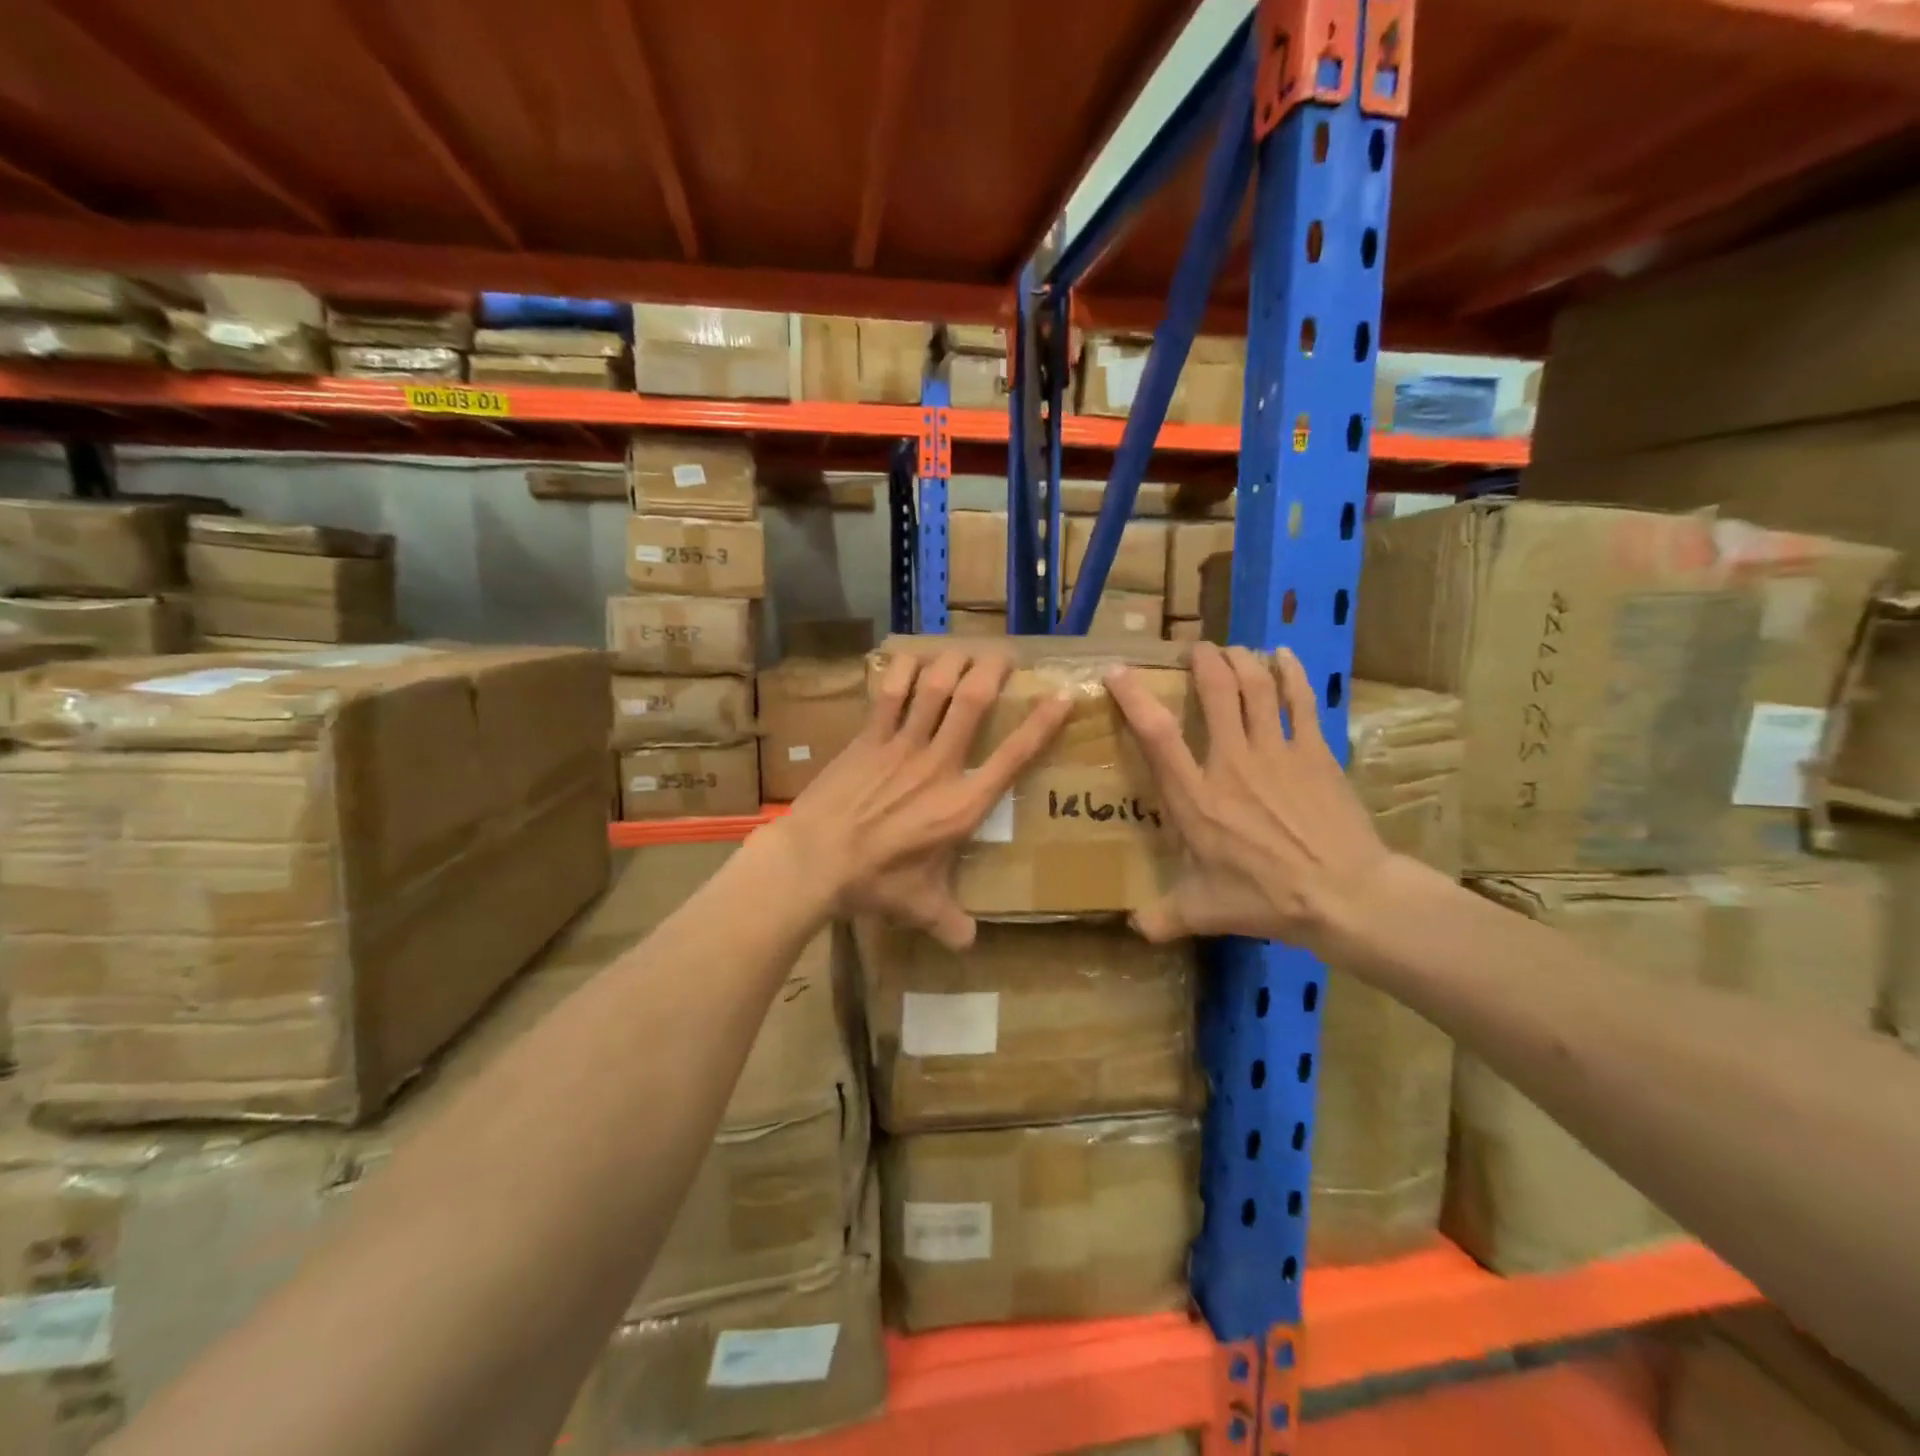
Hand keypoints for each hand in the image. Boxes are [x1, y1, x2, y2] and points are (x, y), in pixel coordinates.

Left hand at [779, 648, 1071, 948]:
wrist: (813, 861)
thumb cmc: (873, 883)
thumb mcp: (919, 907)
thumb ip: (950, 922)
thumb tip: (969, 944)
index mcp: (962, 804)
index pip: (1013, 756)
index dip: (1042, 723)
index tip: (1061, 696)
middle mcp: (939, 765)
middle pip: (973, 702)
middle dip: (994, 671)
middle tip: (1006, 655)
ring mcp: (901, 746)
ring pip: (935, 688)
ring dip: (954, 662)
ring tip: (966, 650)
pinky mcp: (868, 738)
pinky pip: (889, 693)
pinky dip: (903, 669)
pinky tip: (913, 656)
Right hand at [1106, 641, 1389, 947]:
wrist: (1345, 896)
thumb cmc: (1266, 900)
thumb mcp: (1204, 913)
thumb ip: (1164, 917)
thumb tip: (1134, 929)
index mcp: (1196, 797)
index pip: (1156, 734)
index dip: (1134, 697)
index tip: (1119, 672)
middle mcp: (1231, 762)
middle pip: (1215, 691)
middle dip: (1202, 661)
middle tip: (1194, 650)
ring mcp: (1277, 752)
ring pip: (1256, 686)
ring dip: (1240, 660)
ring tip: (1231, 650)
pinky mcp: (1314, 752)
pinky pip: (1299, 700)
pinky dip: (1290, 672)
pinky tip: (1283, 655)